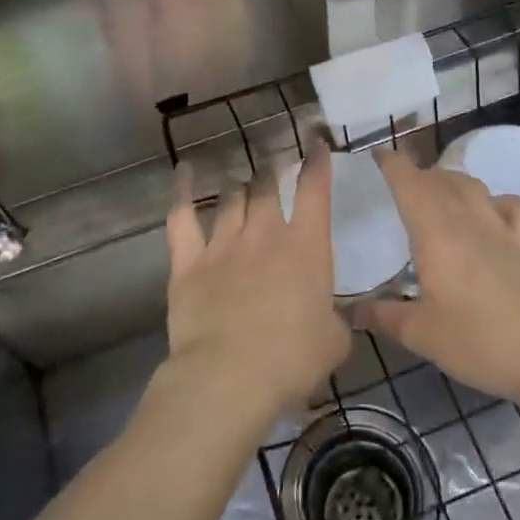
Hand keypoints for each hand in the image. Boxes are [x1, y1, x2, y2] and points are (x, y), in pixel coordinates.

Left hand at [164, 146, 351, 422]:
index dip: (317, 163)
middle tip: (274, 170)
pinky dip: (183, 191)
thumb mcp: (334, 342)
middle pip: (267, 187)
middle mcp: (265, 234)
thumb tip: (337, 316)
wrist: (230, 376)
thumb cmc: (292, 360)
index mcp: (306, 247)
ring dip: (240, 187)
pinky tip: (184, 171)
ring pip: (232, 198)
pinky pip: (182, 216)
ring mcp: (223, 244)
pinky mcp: (188, 261)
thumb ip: (337, 320)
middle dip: (272, 174)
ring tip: (243, 183)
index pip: (315, 190)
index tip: (316, 143)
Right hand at [364, 148, 519, 405]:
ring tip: (438, 197)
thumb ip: (382, 316)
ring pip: (474, 185)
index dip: (391, 164)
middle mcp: (469, 220)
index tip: (375, 156)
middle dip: (417, 175)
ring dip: (452, 182)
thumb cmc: (475, 343)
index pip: (409, 182)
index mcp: (436, 233)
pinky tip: (493, 216)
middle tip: (398, 190)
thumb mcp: (419, 335)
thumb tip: (351, 310)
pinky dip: (500, 202)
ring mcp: (504, 229)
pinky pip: (517, 206)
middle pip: (441, 179)